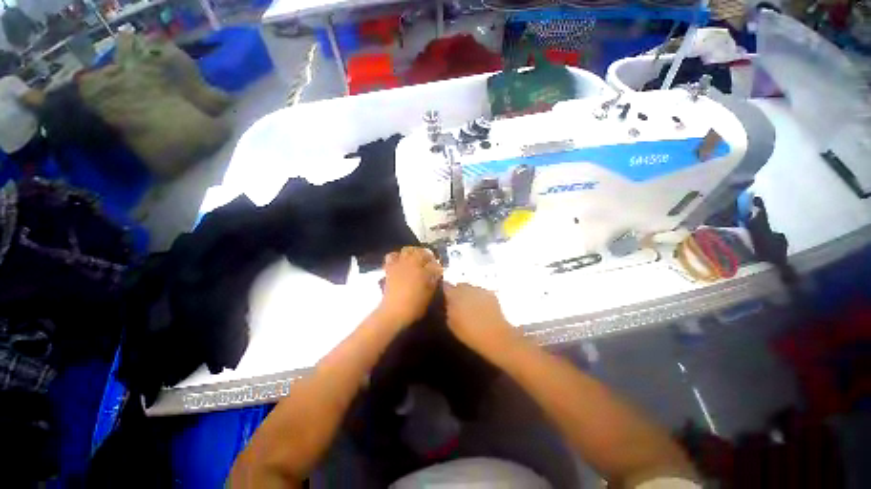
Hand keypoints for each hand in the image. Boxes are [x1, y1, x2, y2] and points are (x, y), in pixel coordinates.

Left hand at [377, 247, 442, 326]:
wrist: (394, 311)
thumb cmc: (414, 306)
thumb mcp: (429, 294)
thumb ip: (433, 281)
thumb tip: (435, 274)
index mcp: (425, 271)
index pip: (434, 263)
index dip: (437, 266)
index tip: (438, 270)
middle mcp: (413, 264)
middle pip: (422, 252)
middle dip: (427, 255)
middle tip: (429, 261)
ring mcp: (400, 264)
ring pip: (408, 250)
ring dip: (413, 252)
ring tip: (415, 258)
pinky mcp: (390, 268)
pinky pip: (392, 256)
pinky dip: (397, 256)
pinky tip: (400, 261)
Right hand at [443, 283, 517, 356]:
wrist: (495, 336)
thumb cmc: (470, 333)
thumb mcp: (452, 324)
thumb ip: (448, 309)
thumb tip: (448, 302)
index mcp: (455, 295)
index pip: (446, 286)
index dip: (446, 292)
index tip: (446, 299)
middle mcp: (467, 288)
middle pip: (460, 286)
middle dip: (458, 292)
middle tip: (459, 305)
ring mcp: (480, 290)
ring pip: (471, 288)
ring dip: (470, 295)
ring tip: (472, 308)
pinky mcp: (491, 294)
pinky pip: (482, 293)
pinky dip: (481, 298)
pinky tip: (482, 309)